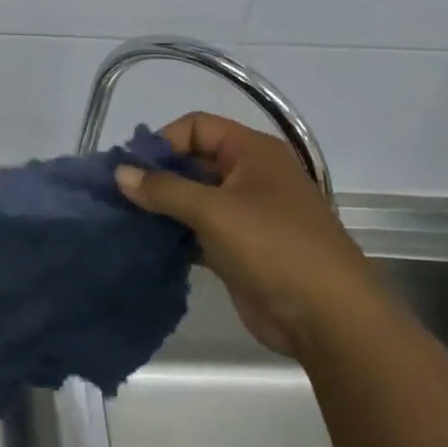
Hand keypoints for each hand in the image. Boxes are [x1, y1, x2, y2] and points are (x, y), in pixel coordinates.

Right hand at [115, 112, 382, 358]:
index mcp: (253, 152)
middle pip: (193, 161)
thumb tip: (119, 173)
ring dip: (162, 207)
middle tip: (119, 194)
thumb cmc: (274, 247)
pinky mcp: (239, 249)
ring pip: (193, 198)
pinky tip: (147, 243)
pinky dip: (174, 234)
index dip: (164, 141)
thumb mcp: (214, 211)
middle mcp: (250, 175)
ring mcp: (246, 214)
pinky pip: (198, 230)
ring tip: (125, 218)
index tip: (131, 168)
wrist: (328, 319)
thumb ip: (164, 189)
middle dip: (156, 175)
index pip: (197, 127)